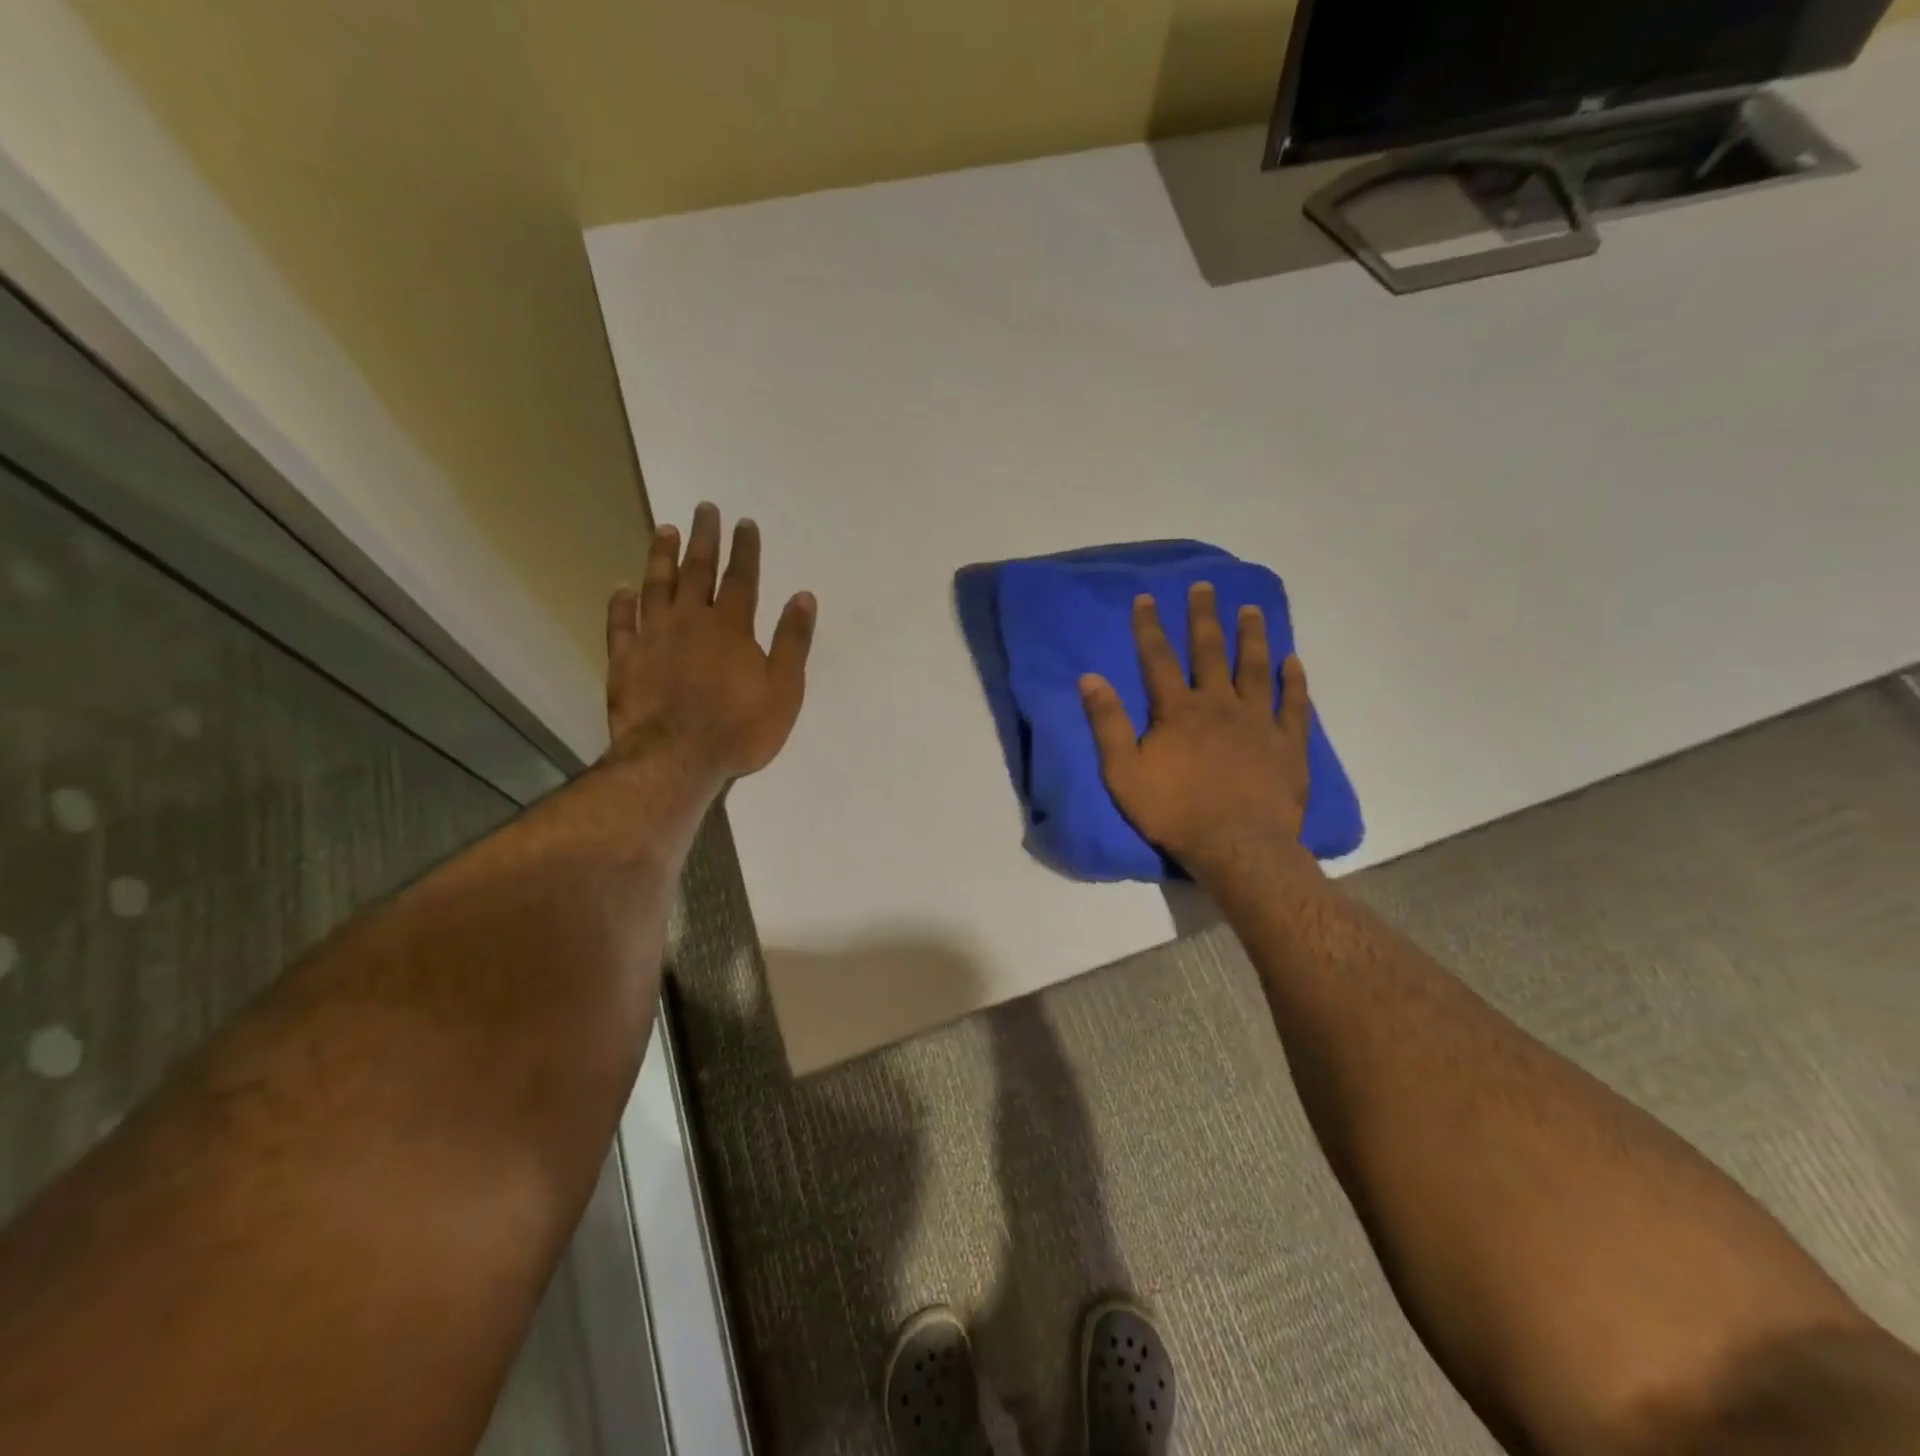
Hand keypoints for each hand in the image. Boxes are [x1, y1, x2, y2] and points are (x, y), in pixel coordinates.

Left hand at [604, 503, 815, 782]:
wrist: (676, 759)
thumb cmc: (739, 728)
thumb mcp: (784, 689)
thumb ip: (792, 642)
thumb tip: (803, 596)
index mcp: (731, 628)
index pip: (741, 579)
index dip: (744, 550)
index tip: (744, 523)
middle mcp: (690, 622)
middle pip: (698, 572)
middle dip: (704, 539)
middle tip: (704, 509)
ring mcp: (653, 638)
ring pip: (656, 587)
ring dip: (661, 557)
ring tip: (664, 530)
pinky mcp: (625, 660)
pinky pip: (620, 623)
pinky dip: (620, 603)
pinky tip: (621, 588)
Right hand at [1080, 583, 1311, 879]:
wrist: (1237, 846)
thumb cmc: (1174, 812)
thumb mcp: (1123, 772)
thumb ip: (1107, 724)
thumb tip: (1089, 678)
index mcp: (1178, 711)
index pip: (1158, 659)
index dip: (1149, 627)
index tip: (1147, 598)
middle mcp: (1219, 705)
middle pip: (1210, 652)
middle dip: (1204, 618)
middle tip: (1205, 587)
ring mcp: (1259, 721)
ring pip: (1255, 668)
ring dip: (1251, 637)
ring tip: (1250, 609)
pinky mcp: (1288, 743)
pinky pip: (1294, 704)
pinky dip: (1294, 681)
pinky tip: (1293, 661)